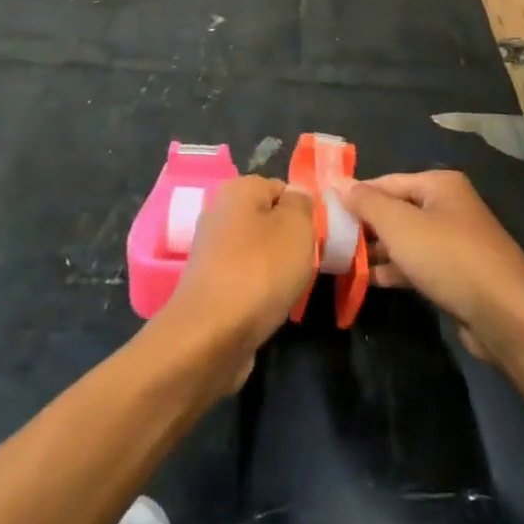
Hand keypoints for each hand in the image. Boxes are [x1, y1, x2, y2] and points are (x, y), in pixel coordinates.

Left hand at [160, 176, 314, 388]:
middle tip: (306, 263)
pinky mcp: (208, 285)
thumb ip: (301, 203)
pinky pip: (244, 278)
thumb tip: (295, 195)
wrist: (211, 335)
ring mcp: (210, 251)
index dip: (303, 211)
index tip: (315, 237)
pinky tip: (269, 306)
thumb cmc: (260, 270)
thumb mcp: (296, 227)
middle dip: (289, 241)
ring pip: (257, 251)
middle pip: (268, 220)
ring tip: (289, 288)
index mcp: (237, 189)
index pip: (281, 188)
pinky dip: (258, 290)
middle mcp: (218, 213)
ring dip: (275, 268)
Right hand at [341, 171, 523, 364]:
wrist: (505, 315)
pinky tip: (369, 281)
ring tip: (341, 262)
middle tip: (329, 240)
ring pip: (406, 240)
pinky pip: (417, 264)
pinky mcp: (457, 274)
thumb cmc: (449, 257)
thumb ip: (367, 203)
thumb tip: (340, 184)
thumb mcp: (400, 225)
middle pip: (396, 210)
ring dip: (377, 251)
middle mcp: (449, 206)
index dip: (355, 195)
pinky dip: (395, 269)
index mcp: (440, 185)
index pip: (386, 182)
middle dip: (365, 225)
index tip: (324, 211)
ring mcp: (455, 241)